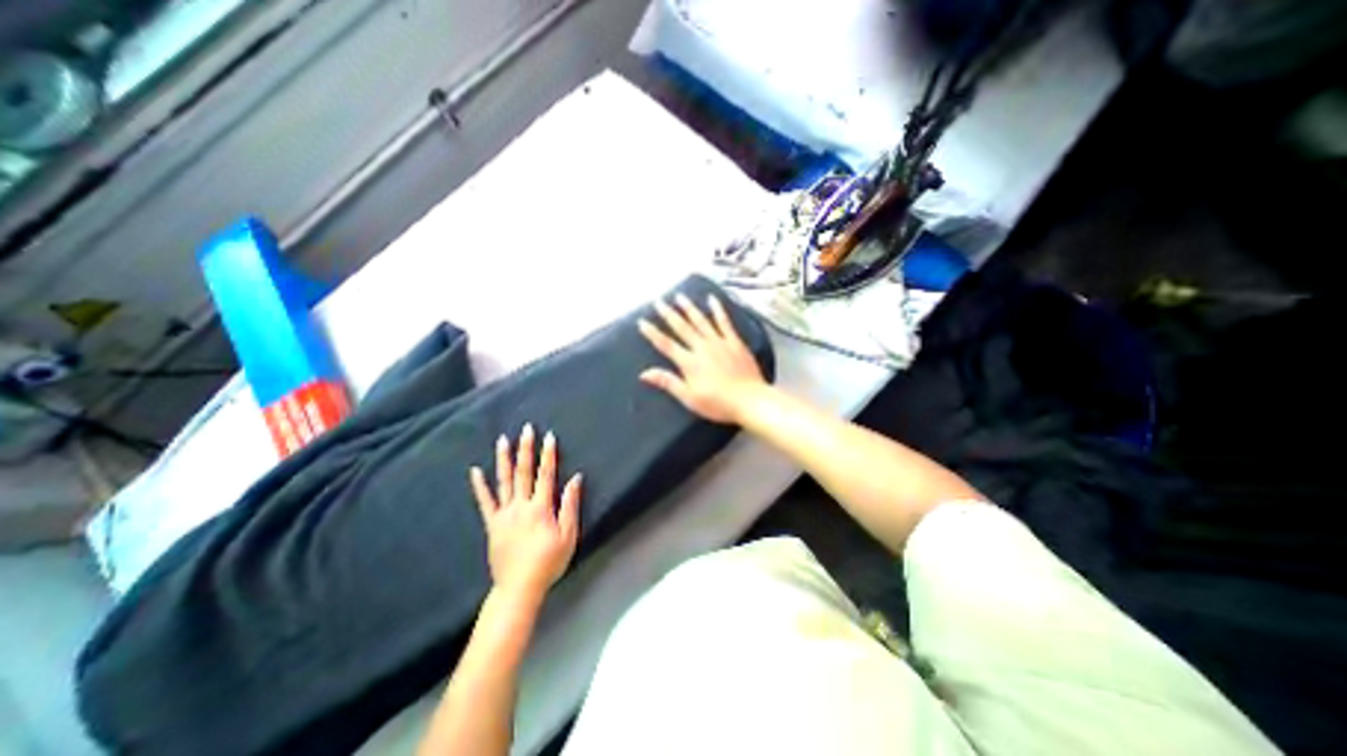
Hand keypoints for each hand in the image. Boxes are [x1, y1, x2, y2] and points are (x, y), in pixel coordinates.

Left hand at [469, 425, 581, 600]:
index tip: (549, 436)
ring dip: (503, 459)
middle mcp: (520, 506)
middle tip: (526, 429)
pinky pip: (485, 502)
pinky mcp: (492, 524)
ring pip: (503, 481)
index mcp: (540, 508)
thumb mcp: (568, 536)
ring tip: (502, 440)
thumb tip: (576, 478)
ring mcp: (504, 514)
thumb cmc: (549, 562)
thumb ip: (570, 505)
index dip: (548, 455)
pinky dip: (480, 486)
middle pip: (524, 472)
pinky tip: (475, 472)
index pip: (546, 474)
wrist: (518, 588)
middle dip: (526, 449)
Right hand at [637, 292, 766, 424]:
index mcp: (689, 362)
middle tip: (658, 302)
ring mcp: (719, 342)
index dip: (653, 333)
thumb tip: (644, 373)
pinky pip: (724, 322)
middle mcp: (702, 347)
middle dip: (668, 314)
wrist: (749, 399)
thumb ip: (668, 382)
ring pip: (701, 321)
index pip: (666, 345)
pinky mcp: (734, 342)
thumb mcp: (689, 398)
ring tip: (679, 296)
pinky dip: (717, 309)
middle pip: (682, 328)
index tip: (642, 322)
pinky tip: (712, 299)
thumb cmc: (718, 403)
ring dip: (689, 308)